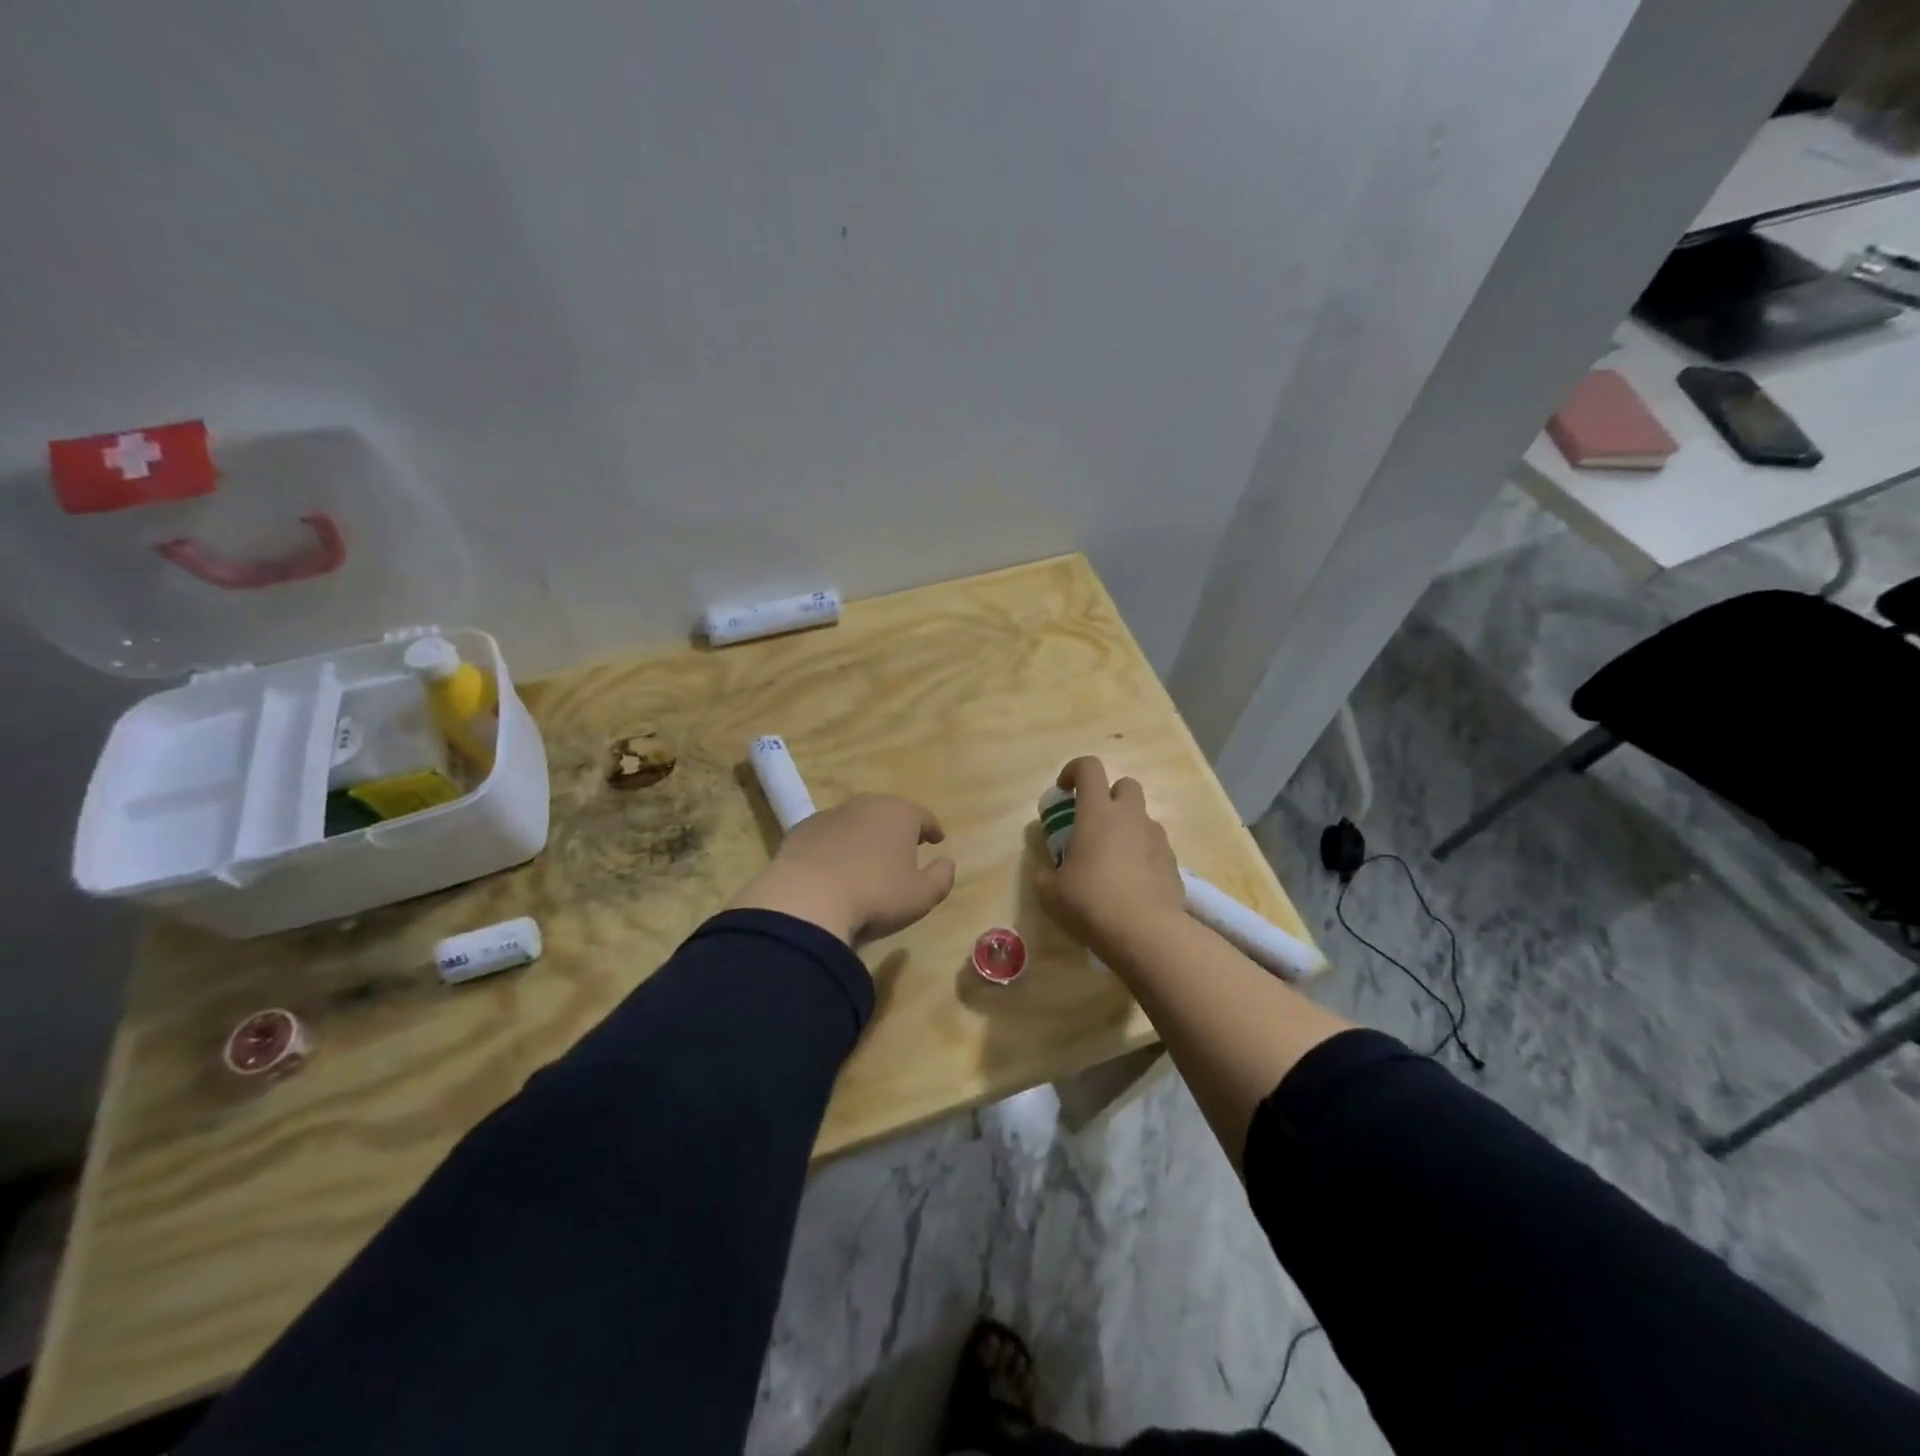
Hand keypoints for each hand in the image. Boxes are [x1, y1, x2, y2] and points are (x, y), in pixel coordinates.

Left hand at [730, 794, 956, 944]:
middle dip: (897, 828)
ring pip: (855, 821)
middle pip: (888, 813)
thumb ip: (942, 877)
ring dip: (864, 836)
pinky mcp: (801, 830)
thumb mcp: (921, 896)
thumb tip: (947, 862)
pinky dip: (835, 846)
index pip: (923, 816)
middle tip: (903, 847)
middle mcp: (866, 805)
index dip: (932, 829)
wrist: (806, 900)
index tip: (937, 839)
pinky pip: (827, 835)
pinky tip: (833, 868)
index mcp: (900, 814)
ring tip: (866, 860)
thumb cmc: (875, 896)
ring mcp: (830, 815)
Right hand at [1035, 757, 1185, 958]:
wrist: (1146, 933)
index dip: (1074, 770)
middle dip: (1109, 796)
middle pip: (1125, 785)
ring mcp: (1157, 839)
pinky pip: (1155, 847)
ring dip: (1126, 828)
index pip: (1089, 768)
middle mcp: (1130, 817)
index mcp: (1097, 813)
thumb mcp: (1050, 892)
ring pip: (1142, 817)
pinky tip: (1131, 883)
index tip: (1063, 790)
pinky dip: (1142, 855)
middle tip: (1093, 823)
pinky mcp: (1173, 863)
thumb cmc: (1090, 903)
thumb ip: (1045, 873)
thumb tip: (1046, 870)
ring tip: (1112, 860)